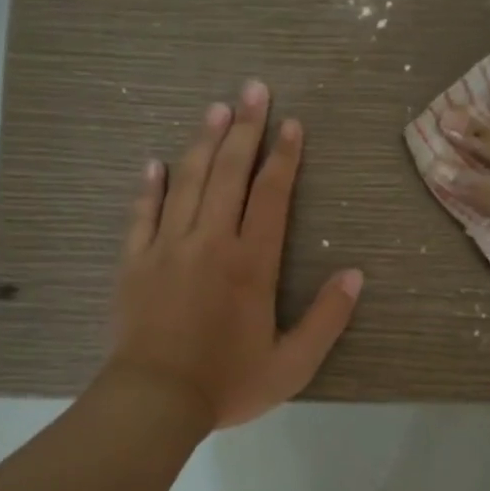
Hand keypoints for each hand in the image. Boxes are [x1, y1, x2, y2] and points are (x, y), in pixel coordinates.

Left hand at [106, 80, 362, 428]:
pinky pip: (142, 213)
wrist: (154, 402)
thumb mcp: (293, 363)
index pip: (271, 195)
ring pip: (188, 182)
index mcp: (251, 263)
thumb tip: (355, 274)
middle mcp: (210, 242)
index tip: (291, 124)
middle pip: (229, 173)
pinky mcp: (134, 261)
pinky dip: (150, 186)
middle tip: (254, 89)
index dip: (284, 157)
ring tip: (216, 108)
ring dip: (204, 142)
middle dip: (245, 128)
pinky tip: (156, 163)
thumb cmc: (228, 383)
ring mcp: (167, 247)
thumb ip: (328, 318)